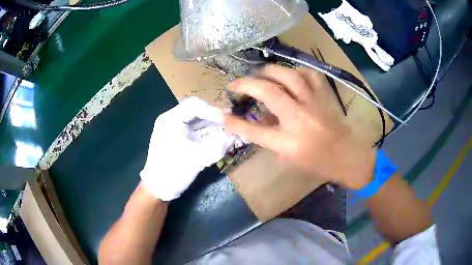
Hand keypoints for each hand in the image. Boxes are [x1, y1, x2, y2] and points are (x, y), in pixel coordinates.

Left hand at [140, 97, 234, 200]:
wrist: (159, 189)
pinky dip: (208, 134)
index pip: (195, 105)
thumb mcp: (197, 158)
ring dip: (213, 126)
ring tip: (229, 131)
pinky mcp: (179, 139)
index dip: (213, 110)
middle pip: (197, 112)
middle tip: (232, 124)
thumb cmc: (173, 171)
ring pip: (198, 122)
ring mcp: (175, 130)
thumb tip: (236, 135)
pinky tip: (220, 138)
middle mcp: (172, 120)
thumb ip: (218, 145)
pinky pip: (196, 131)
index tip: (229, 119)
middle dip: (215, 118)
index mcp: (171, 119)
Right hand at [223, 65, 375, 189]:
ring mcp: (314, 103)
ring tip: (259, 74)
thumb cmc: (318, 163)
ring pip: (287, 75)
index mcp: (289, 142)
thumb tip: (256, 118)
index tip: (221, 114)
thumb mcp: (288, 158)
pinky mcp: (324, 95)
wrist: (348, 156)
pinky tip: (290, 75)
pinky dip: (296, 71)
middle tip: (236, 85)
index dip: (234, 122)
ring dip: (268, 71)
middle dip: (245, 84)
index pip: (254, 130)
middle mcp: (299, 119)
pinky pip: (308, 74)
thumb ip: (269, 138)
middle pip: (267, 92)